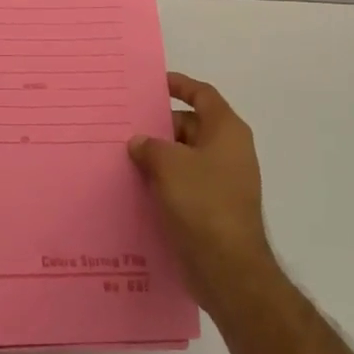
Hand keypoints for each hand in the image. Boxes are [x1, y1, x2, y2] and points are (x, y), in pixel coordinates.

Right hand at [129, 72, 281, 317]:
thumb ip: (149, 146)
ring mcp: (223, 181)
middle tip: (126, 126)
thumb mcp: (168, 164)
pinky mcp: (213, 208)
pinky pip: (185, 183)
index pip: (202, 94)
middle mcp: (229, 151)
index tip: (153, 84)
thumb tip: (139, 143)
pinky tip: (137, 187)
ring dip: (159, 156)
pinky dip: (164, 181)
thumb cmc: (203, 203)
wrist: (229, 269)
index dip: (179, 85)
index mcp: (226, 131)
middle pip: (191, 126)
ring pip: (185, 157)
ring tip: (124, 157)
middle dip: (160, 127)